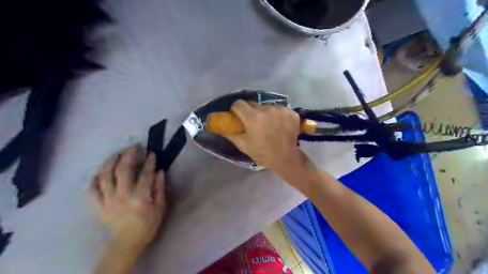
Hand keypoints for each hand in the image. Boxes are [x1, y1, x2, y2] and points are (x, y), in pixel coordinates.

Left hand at [89, 146, 166, 254]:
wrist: (126, 243)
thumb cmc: (147, 225)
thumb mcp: (160, 208)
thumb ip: (159, 188)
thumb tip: (160, 172)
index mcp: (140, 196)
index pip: (145, 174)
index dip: (149, 161)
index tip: (151, 153)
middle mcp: (122, 195)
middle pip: (123, 170)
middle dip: (129, 155)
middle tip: (134, 147)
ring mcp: (108, 200)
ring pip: (105, 176)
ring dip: (111, 161)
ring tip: (117, 153)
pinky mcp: (98, 205)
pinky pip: (92, 190)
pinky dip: (94, 179)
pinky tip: (100, 172)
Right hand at [222, 100, 303, 171]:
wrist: (286, 157)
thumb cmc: (262, 153)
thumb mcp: (243, 145)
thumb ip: (231, 134)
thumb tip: (219, 127)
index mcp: (253, 117)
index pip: (239, 104)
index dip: (236, 109)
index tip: (238, 115)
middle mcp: (266, 109)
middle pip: (253, 104)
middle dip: (251, 111)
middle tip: (253, 122)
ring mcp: (280, 110)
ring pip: (267, 106)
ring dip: (265, 113)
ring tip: (269, 125)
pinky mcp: (291, 112)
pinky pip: (280, 109)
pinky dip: (278, 115)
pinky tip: (280, 125)